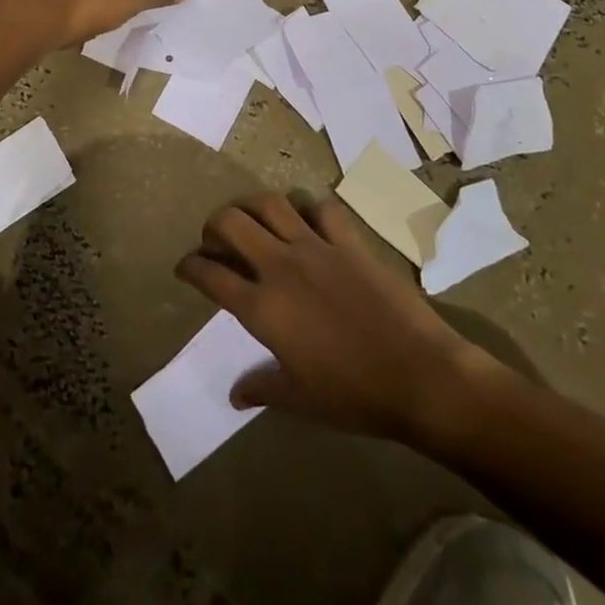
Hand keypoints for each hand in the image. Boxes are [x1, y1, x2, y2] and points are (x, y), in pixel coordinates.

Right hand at [175, 194, 497, 449]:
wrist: (420, 375)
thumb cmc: (355, 395)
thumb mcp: (301, 401)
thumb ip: (263, 388)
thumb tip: (235, 394)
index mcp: (262, 308)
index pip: (210, 275)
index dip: (190, 267)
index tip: (184, 267)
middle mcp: (280, 266)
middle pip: (231, 223)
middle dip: (213, 225)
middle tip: (215, 240)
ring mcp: (316, 247)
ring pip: (270, 203)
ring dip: (251, 206)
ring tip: (251, 219)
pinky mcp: (348, 241)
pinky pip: (321, 209)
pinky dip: (307, 209)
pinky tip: (307, 222)